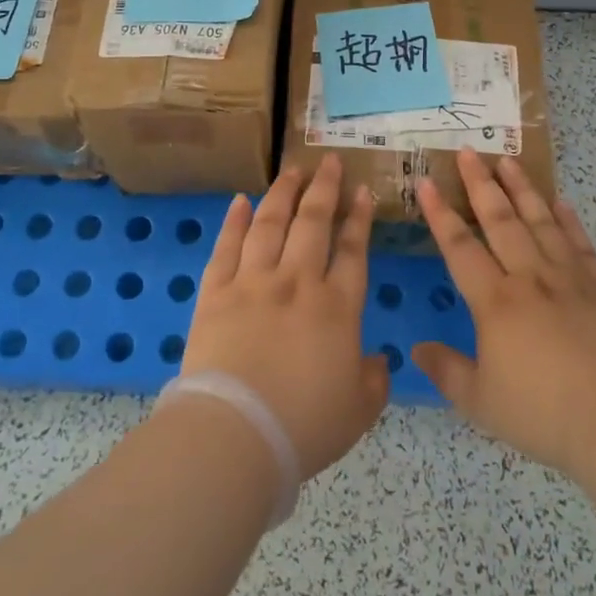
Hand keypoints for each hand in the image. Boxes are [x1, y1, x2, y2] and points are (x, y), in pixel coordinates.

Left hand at [178, 156, 390, 480]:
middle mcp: (297, 282)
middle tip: (328, 161)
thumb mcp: (359, 411)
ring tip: (291, 170)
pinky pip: (226, 247)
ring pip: (270, 224)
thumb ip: (374, 381)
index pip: (353, 250)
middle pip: (313, 223)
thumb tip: (379, 360)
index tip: (362, 191)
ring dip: (283, 193)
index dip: (359, 218)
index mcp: (337, 307)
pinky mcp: (215, 292)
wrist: (236, 434)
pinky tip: (240, 200)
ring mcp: (253, 282)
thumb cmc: (304, 426)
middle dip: (324, 189)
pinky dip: (234, 221)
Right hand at [412, 149, 595, 483]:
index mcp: (495, 302)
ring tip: (508, 161)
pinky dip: (569, 221)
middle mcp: (529, 278)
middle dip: (481, 184)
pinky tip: (562, 203)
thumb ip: (447, 371)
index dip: (439, 214)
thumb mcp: (481, 402)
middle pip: (501, 221)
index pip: (459, 247)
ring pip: (540, 222)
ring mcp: (569, 279)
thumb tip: (416, 349)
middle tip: (469, 151)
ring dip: (523, 189)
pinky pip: (580, 244)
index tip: (426, 182)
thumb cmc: (544, 413)